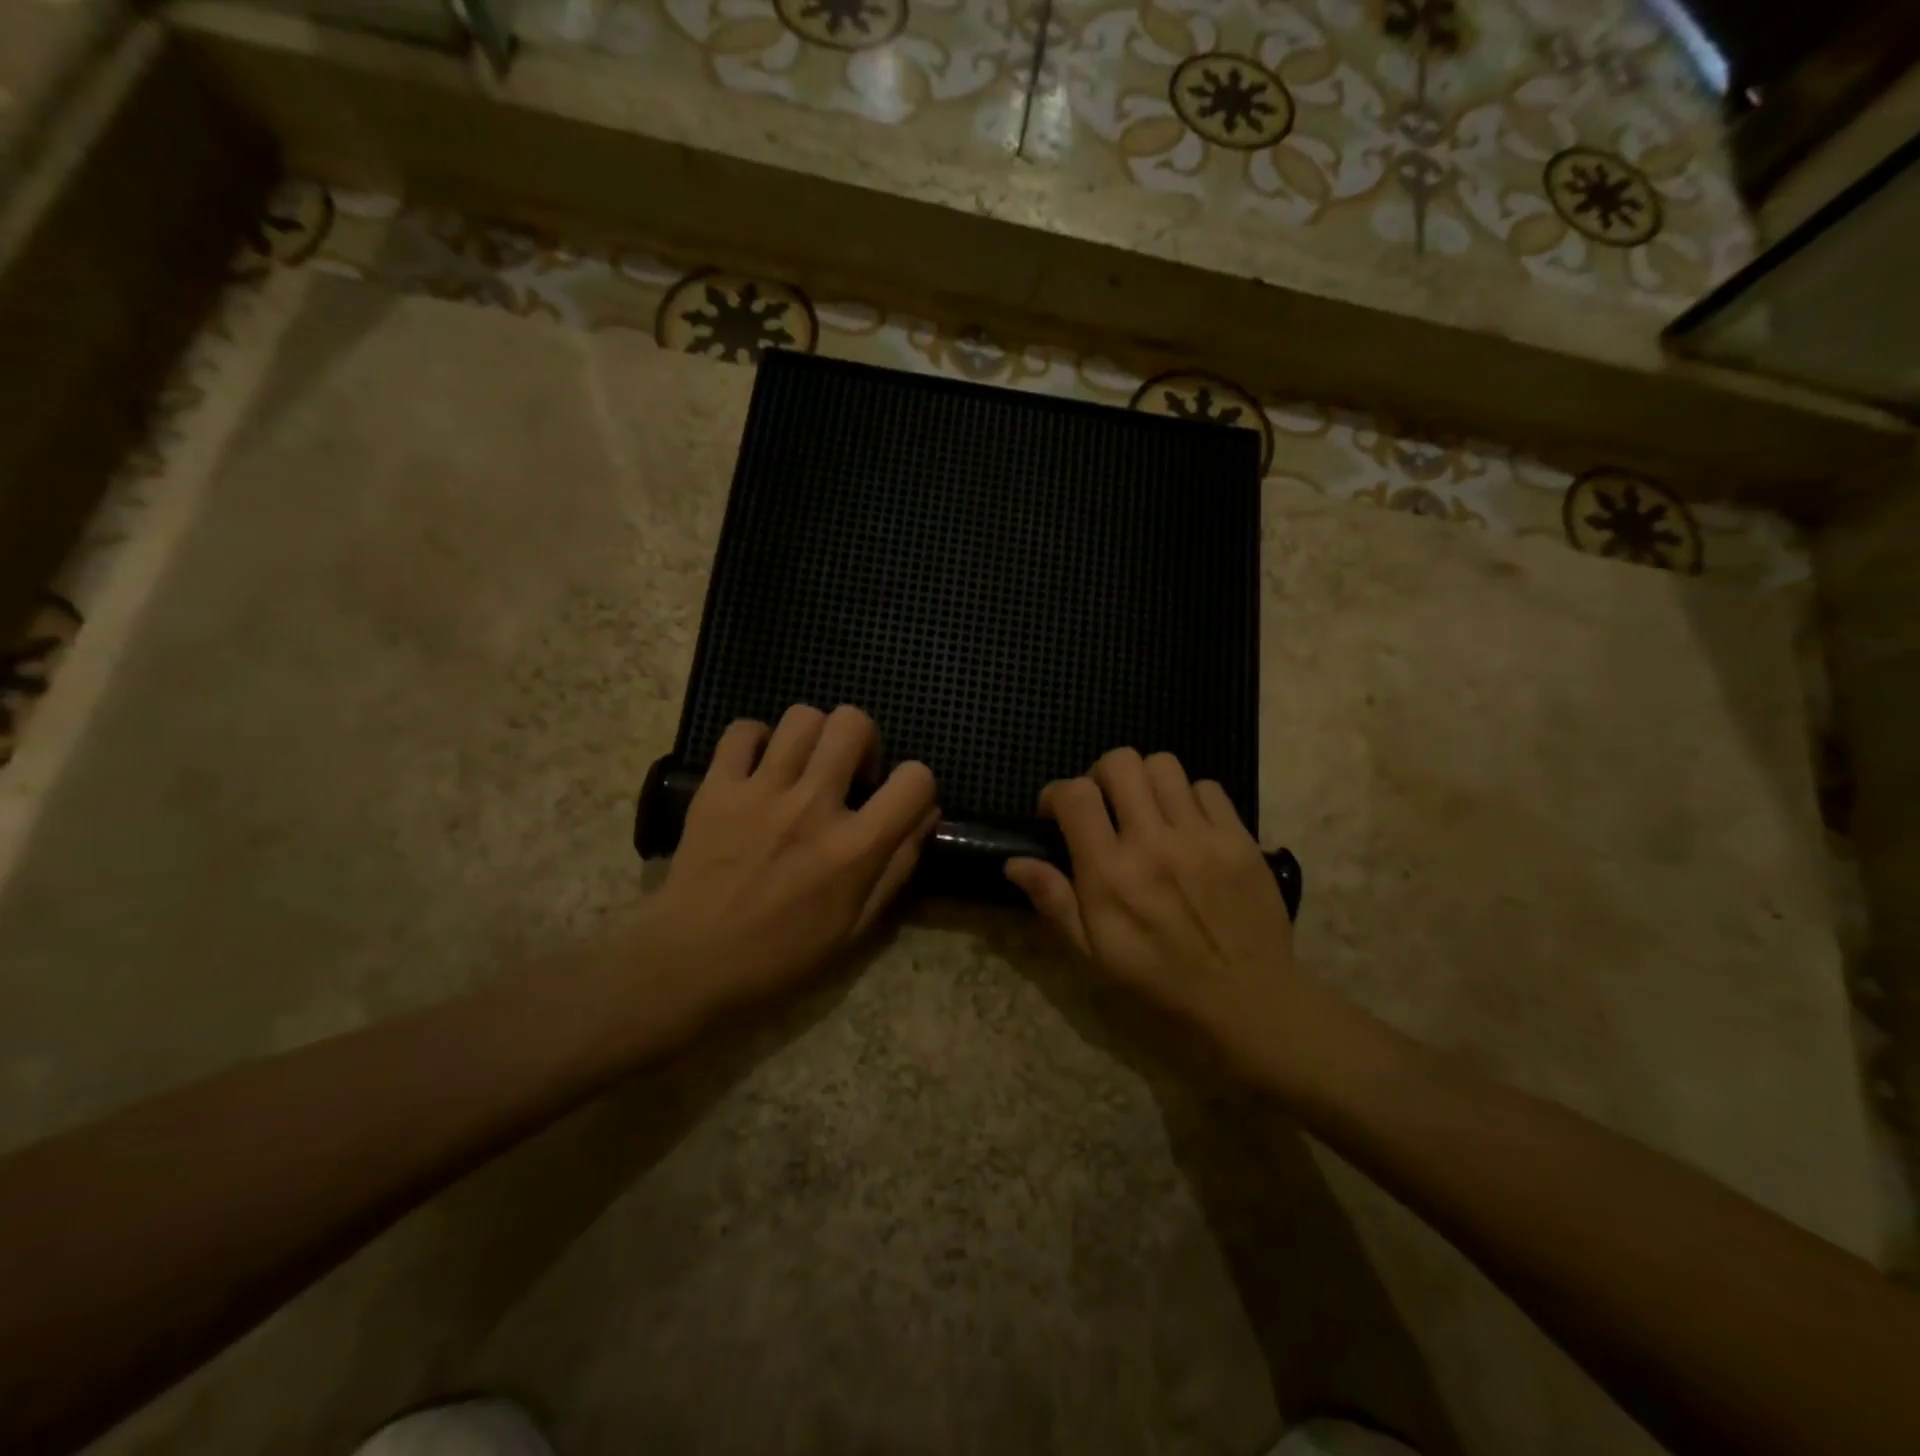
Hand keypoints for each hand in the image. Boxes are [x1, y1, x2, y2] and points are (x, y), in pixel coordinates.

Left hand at [644, 705, 937, 1019]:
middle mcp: (813, 807)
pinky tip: (758, 767)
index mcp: (854, 849)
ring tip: (802, 768)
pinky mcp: (717, 787)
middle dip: (862, 741)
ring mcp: (761, 791)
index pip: (915, 779)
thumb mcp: (857, 928)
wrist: (690, 964)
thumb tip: (926, 813)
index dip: (916, 783)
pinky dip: (756, 740)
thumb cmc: (781, 957)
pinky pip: (742, 731)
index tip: (896, 801)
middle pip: (853, 723)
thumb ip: (898, 867)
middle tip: (847, 774)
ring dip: (813, 737)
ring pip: (802, 717)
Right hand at [1005, 748, 1302, 1077]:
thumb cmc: (1160, 987)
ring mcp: (1202, 837)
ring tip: (1147, 812)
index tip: (1056, 815)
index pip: (1075, 795)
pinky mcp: (1240, 839)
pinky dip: (1189, 798)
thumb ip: (1055, 902)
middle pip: (1120, 762)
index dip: (1056, 794)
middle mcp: (1154, 843)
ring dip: (1145, 782)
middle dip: (1100, 776)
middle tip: (1103, 806)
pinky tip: (1187, 827)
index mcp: (1110, 875)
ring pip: (1164, 765)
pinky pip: (1208, 787)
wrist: (1250, 1007)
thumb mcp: (1094, 956)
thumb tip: (1014, 862)